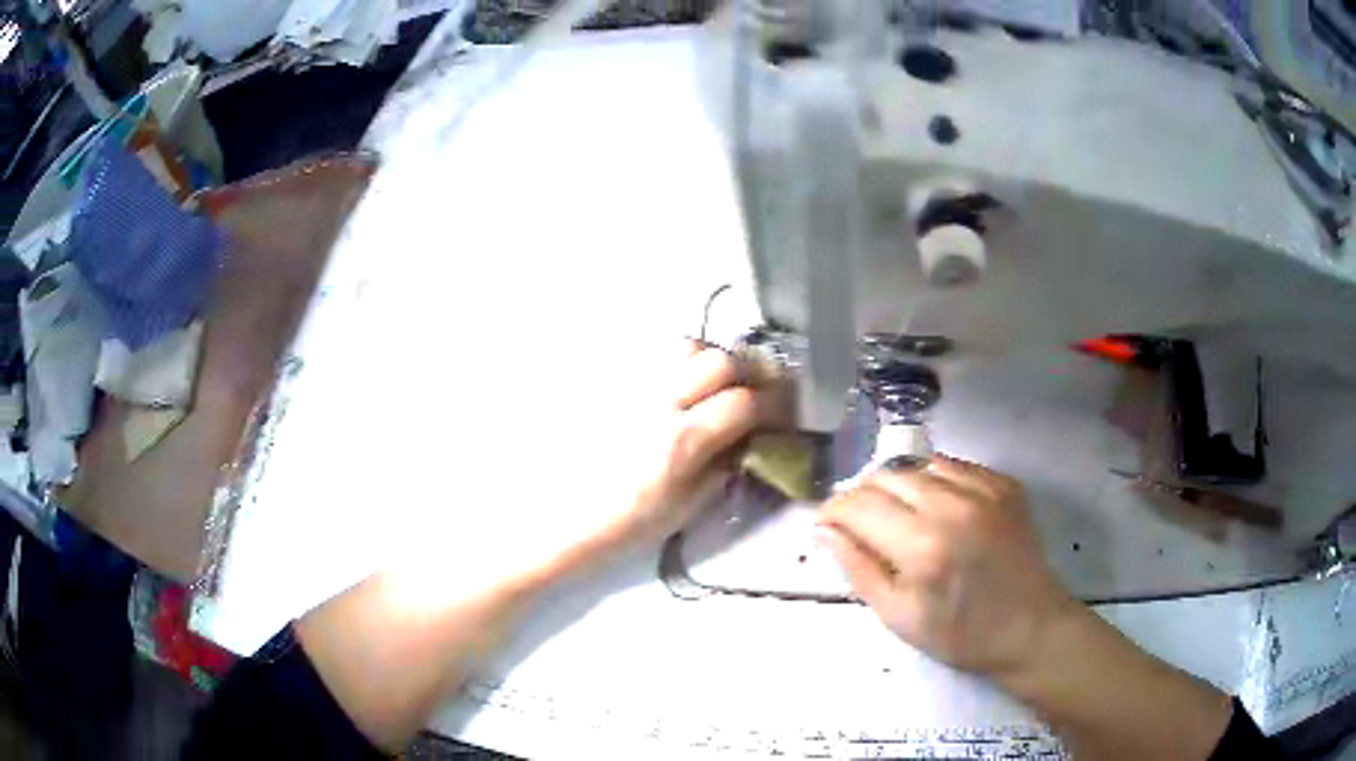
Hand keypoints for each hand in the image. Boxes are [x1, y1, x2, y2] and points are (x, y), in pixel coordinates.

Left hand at [598, 338, 767, 548]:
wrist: (562, 515)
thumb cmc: (625, 522)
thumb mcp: (685, 508)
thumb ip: (723, 468)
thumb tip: (751, 440)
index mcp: (681, 441)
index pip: (744, 403)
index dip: (775, 403)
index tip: (785, 411)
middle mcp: (658, 401)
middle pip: (720, 361)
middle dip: (748, 374)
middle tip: (755, 393)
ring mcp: (632, 385)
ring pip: (686, 346)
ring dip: (711, 361)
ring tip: (713, 386)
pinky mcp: (612, 380)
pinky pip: (655, 356)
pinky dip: (679, 364)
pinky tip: (677, 389)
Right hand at [818, 456, 1078, 678]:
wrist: (1030, 628)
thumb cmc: (960, 634)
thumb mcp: (898, 616)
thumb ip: (857, 568)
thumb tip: (824, 530)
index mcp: (922, 545)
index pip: (859, 506)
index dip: (833, 511)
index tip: (825, 525)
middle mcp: (952, 505)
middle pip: (886, 476)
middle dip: (861, 495)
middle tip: (856, 522)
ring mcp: (984, 488)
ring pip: (919, 464)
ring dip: (896, 485)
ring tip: (895, 513)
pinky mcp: (1004, 483)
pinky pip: (954, 466)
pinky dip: (932, 479)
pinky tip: (934, 506)